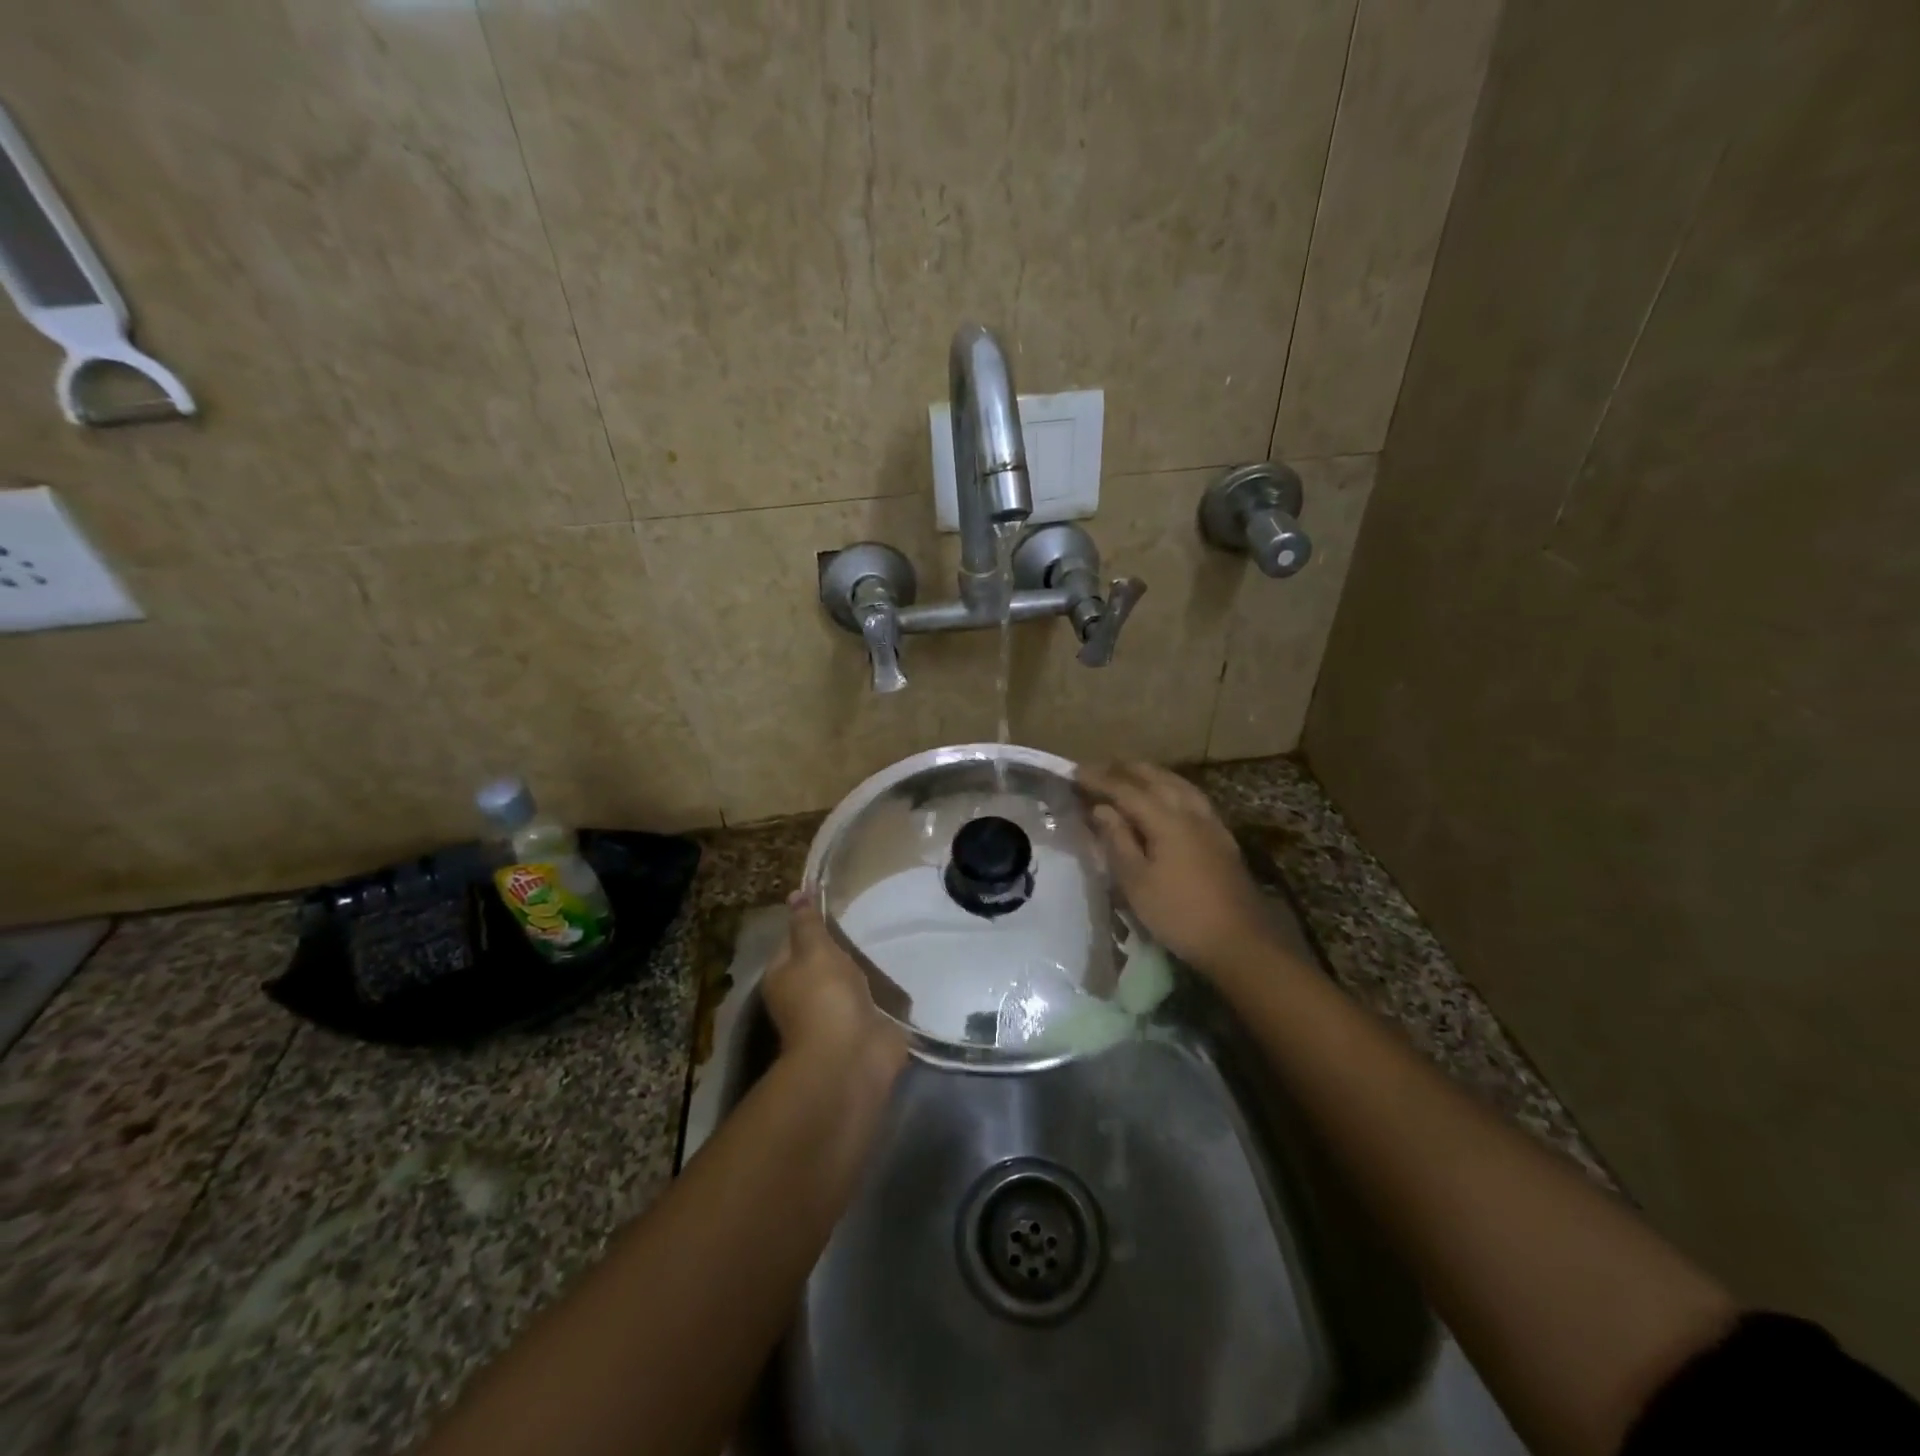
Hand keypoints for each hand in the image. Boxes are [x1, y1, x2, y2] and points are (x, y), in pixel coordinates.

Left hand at [764, 900, 906, 1073]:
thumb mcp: (814, 950)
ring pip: (848, 982)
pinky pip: (872, 1001)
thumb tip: (795, 894)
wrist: (851, 1056)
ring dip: (863, 970)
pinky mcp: (863, 1027)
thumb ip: (807, 922)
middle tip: (866, 920)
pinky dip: (883, 991)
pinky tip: (897, 972)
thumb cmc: (825, 996)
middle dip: (840, 948)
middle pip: (821, 963)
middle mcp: (803, 996)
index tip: (834, 905)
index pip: (792, 941)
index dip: (809, 924)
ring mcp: (834, 1014)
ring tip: (884, 941)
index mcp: (782, 977)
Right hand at [1078, 762, 1275, 975]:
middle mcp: (1190, 812)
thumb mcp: (1136, 882)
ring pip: (1178, 784)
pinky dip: (1171, 787)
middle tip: (1099, 767)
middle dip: (1125, 769)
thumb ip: (1118, 840)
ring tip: (1131, 773)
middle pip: (1155, 778)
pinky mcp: (1222, 837)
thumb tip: (1101, 809)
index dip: (1099, 780)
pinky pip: (1191, 797)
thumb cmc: (1179, 914)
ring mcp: (1210, 823)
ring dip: (1151, 774)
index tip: (1075, 773)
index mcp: (1166, 820)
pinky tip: (1168, 796)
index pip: (1126, 790)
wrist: (1239, 941)